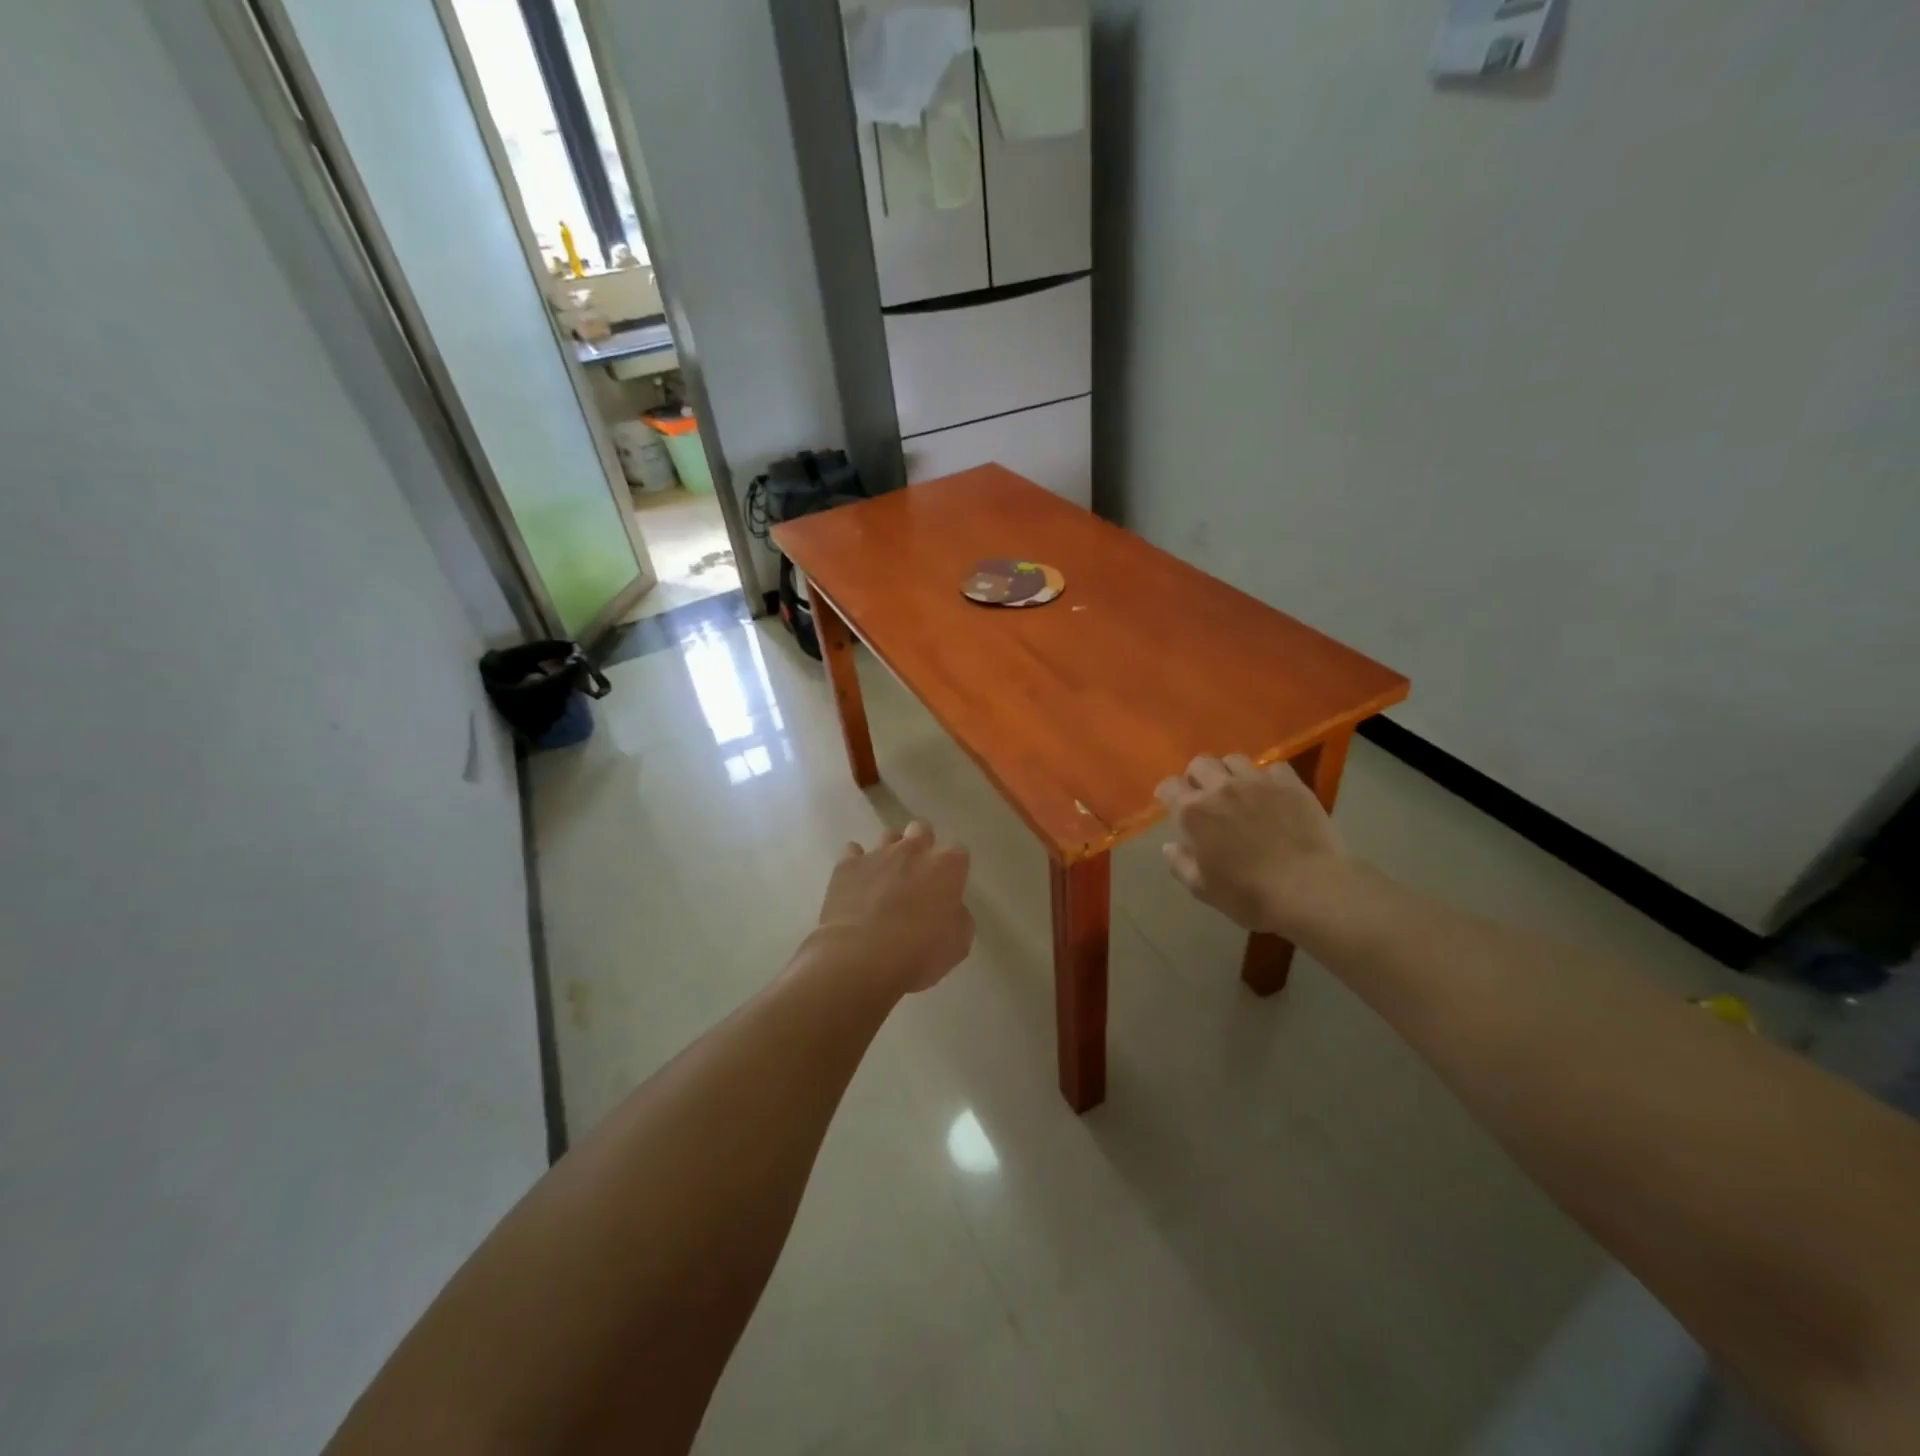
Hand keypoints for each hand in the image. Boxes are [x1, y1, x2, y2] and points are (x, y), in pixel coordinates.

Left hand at [816, 822, 973, 993]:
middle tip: (918, 874)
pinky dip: (857, 864)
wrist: (860, 959)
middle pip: (921, 830)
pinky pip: (853, 852)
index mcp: (947, 866)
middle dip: (922, 844)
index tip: (948, 887)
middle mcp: (913, 850)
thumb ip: (958, 916)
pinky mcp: (847, 865)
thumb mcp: (958, 943)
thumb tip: (949, 908)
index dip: (953, 870)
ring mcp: (877, 854)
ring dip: (891, 853)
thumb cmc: (918, 953)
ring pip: (888, 836)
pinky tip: (857, 882)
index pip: (958, 853)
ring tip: (886, 879)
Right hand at [1155, 754, 1342, 936]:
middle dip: (1197, 776)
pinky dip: (1268, 777)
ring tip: (1238, 790)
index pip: (1169, 787)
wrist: (1308, 889)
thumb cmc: (1248, 895)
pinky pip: (1273, 767)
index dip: (1167, 793)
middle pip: (1200, 763)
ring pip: (1235, 759)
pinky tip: (1273, 793)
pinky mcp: (1290, 784)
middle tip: (1205, 795)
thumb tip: (1170, 846)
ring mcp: (1257, 782)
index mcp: (1194, 813)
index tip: (1171, 804)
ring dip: (1230, 772)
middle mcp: (1221, 788)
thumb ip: (1180, 864)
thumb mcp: (1203, 889)